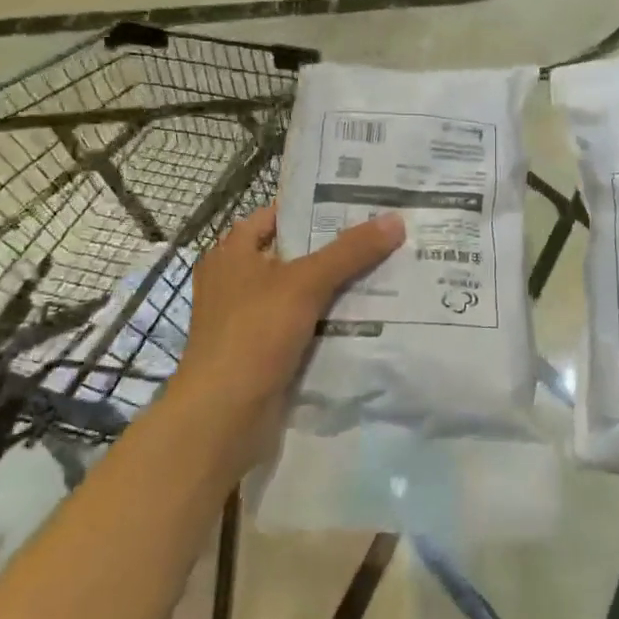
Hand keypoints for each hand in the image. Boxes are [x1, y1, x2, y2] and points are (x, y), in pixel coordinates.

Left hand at [168, 206, 403, 465]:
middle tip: (385, 236)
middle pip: (295, 255)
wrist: (224, 416)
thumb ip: (350, 251)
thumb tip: (395, 219)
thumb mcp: (305, 283)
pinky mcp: (264, 352)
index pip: (279, 216)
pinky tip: (369, 316)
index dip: (316, 207)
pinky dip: (331, 321)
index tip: (361, 203)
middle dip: (337, 249)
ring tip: (388, 271)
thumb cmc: (254, 335)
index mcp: (231, 253)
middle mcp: (237, 281)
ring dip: (338, 287)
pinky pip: (305, 325)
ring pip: (303, 293)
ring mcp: (250, 320)